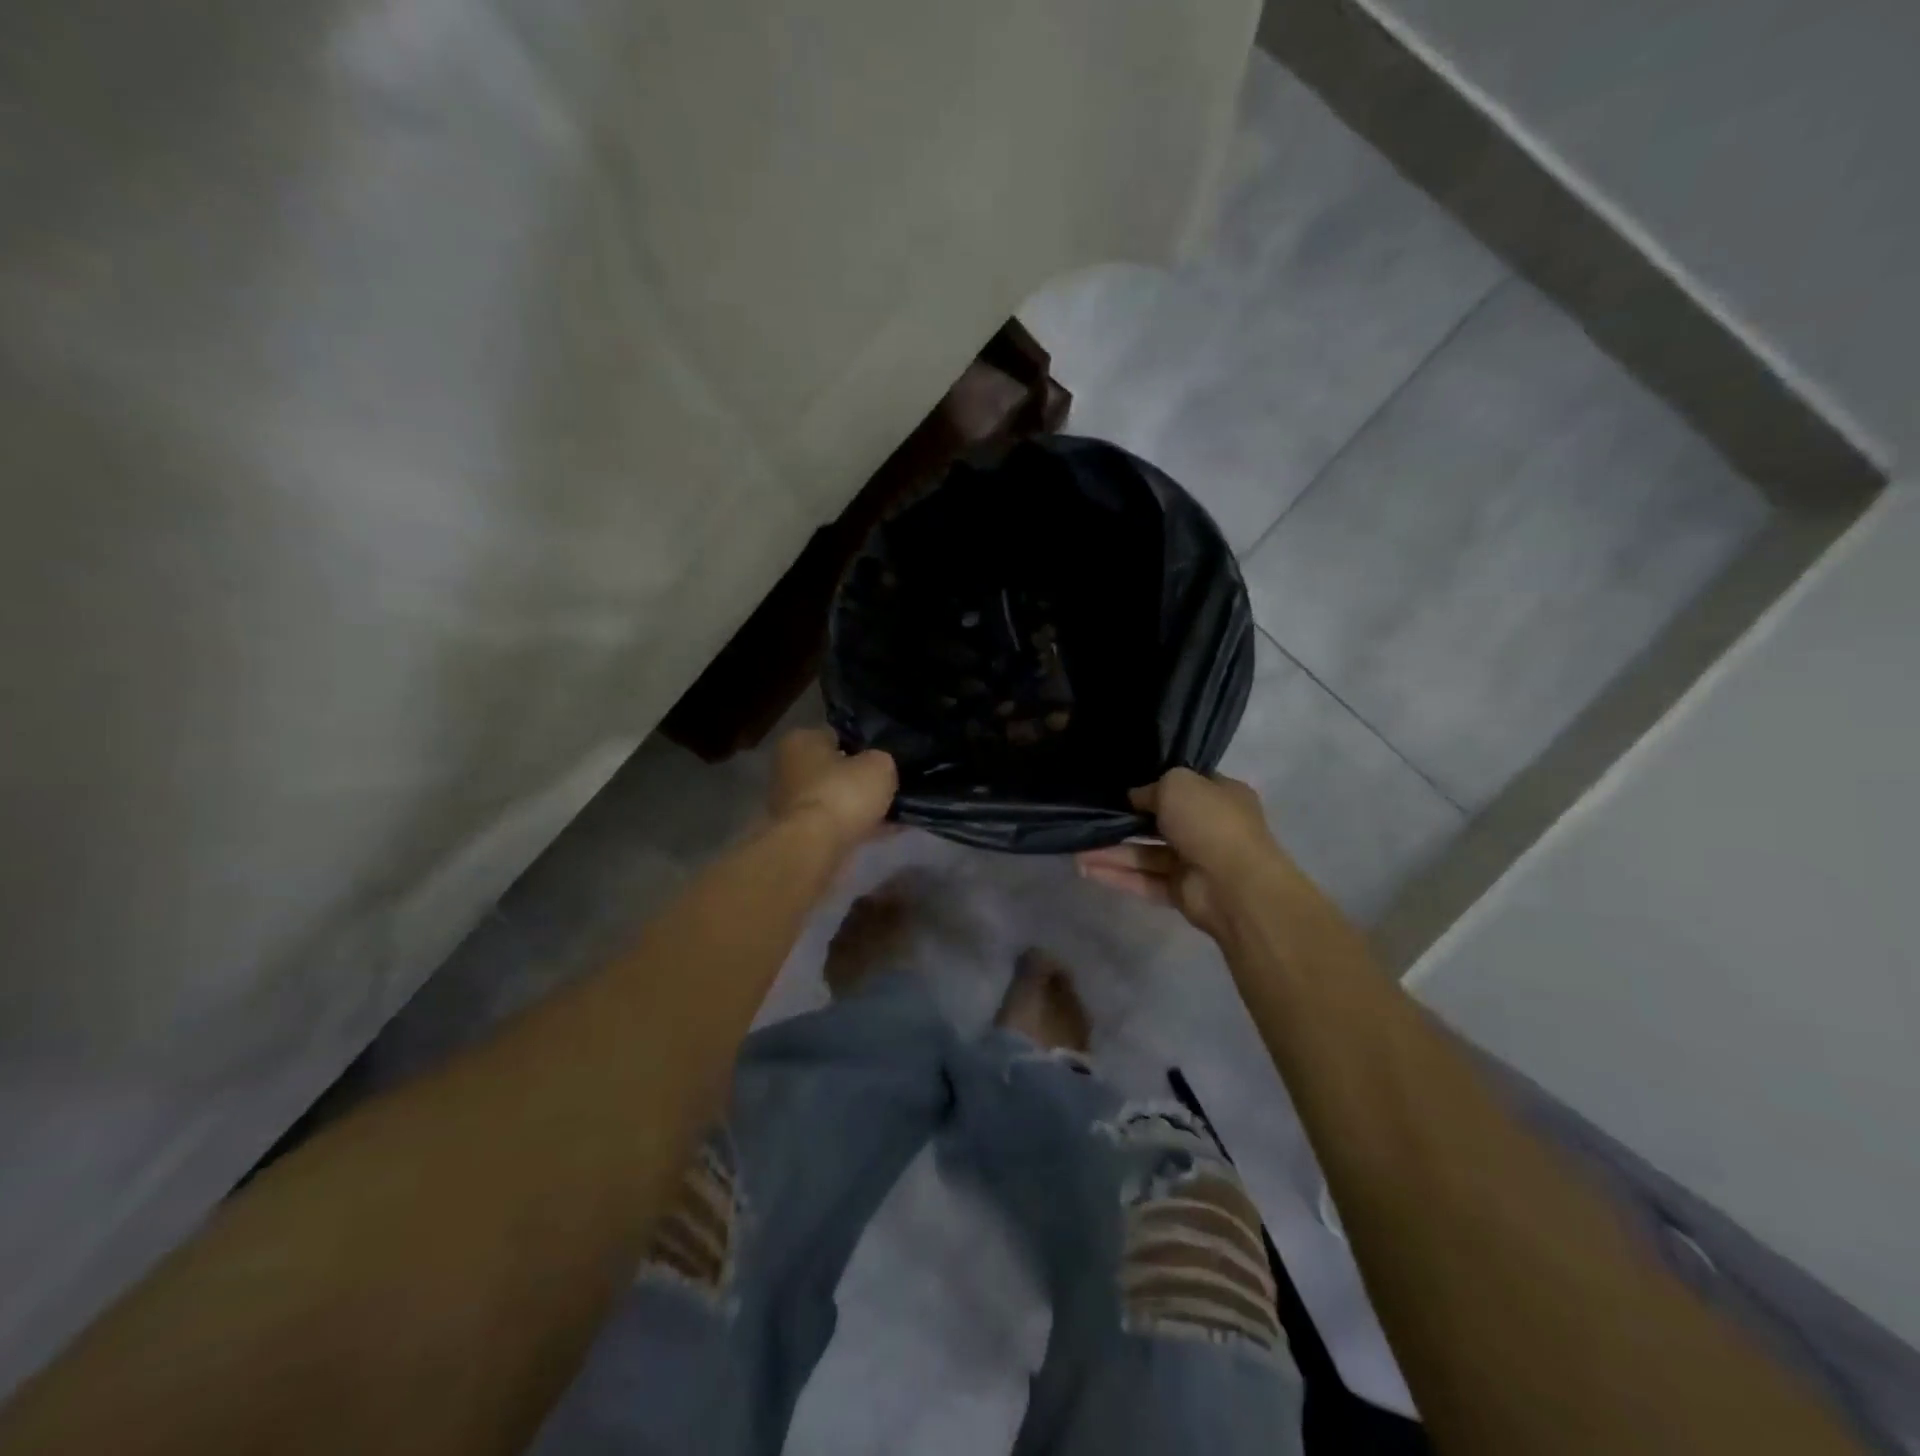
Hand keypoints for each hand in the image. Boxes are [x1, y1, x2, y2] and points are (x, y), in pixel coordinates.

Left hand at [768, 728, 897, 851]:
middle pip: (834, 769)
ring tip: (894, 810)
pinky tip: (888, 830)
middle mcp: (789, 768)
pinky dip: (859, 826)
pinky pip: (838, 824)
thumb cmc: (843, 792)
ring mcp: (792, 804)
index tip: (884, 755)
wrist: (816, 847)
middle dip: (859, 777)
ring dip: (860, 805)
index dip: (862, 744)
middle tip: (890, 784)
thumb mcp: (879, 765)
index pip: (836, 735)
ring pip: (837, 798)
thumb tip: (878, 767)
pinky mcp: (801, 833)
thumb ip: (881, 761)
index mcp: (801, 741)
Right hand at [1075, 769, 1292, 937]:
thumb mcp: (1178, 784)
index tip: (1121, 784)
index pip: (1184, 785)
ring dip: (1114, 852)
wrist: (1235, 885)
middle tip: (1091, 817)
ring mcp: (1196, 863)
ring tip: (1077, 850)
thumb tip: (1135, 797)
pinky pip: (1145, 880)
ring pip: (1147, 854)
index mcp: (1221, 796)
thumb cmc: (1210, 822)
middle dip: (1126, 821)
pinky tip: (1086, 869)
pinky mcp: (1182, 892)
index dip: (1154, 783)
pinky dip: (1118, 875)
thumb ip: (1152, 787)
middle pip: (1160, 822)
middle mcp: (1210, 828)